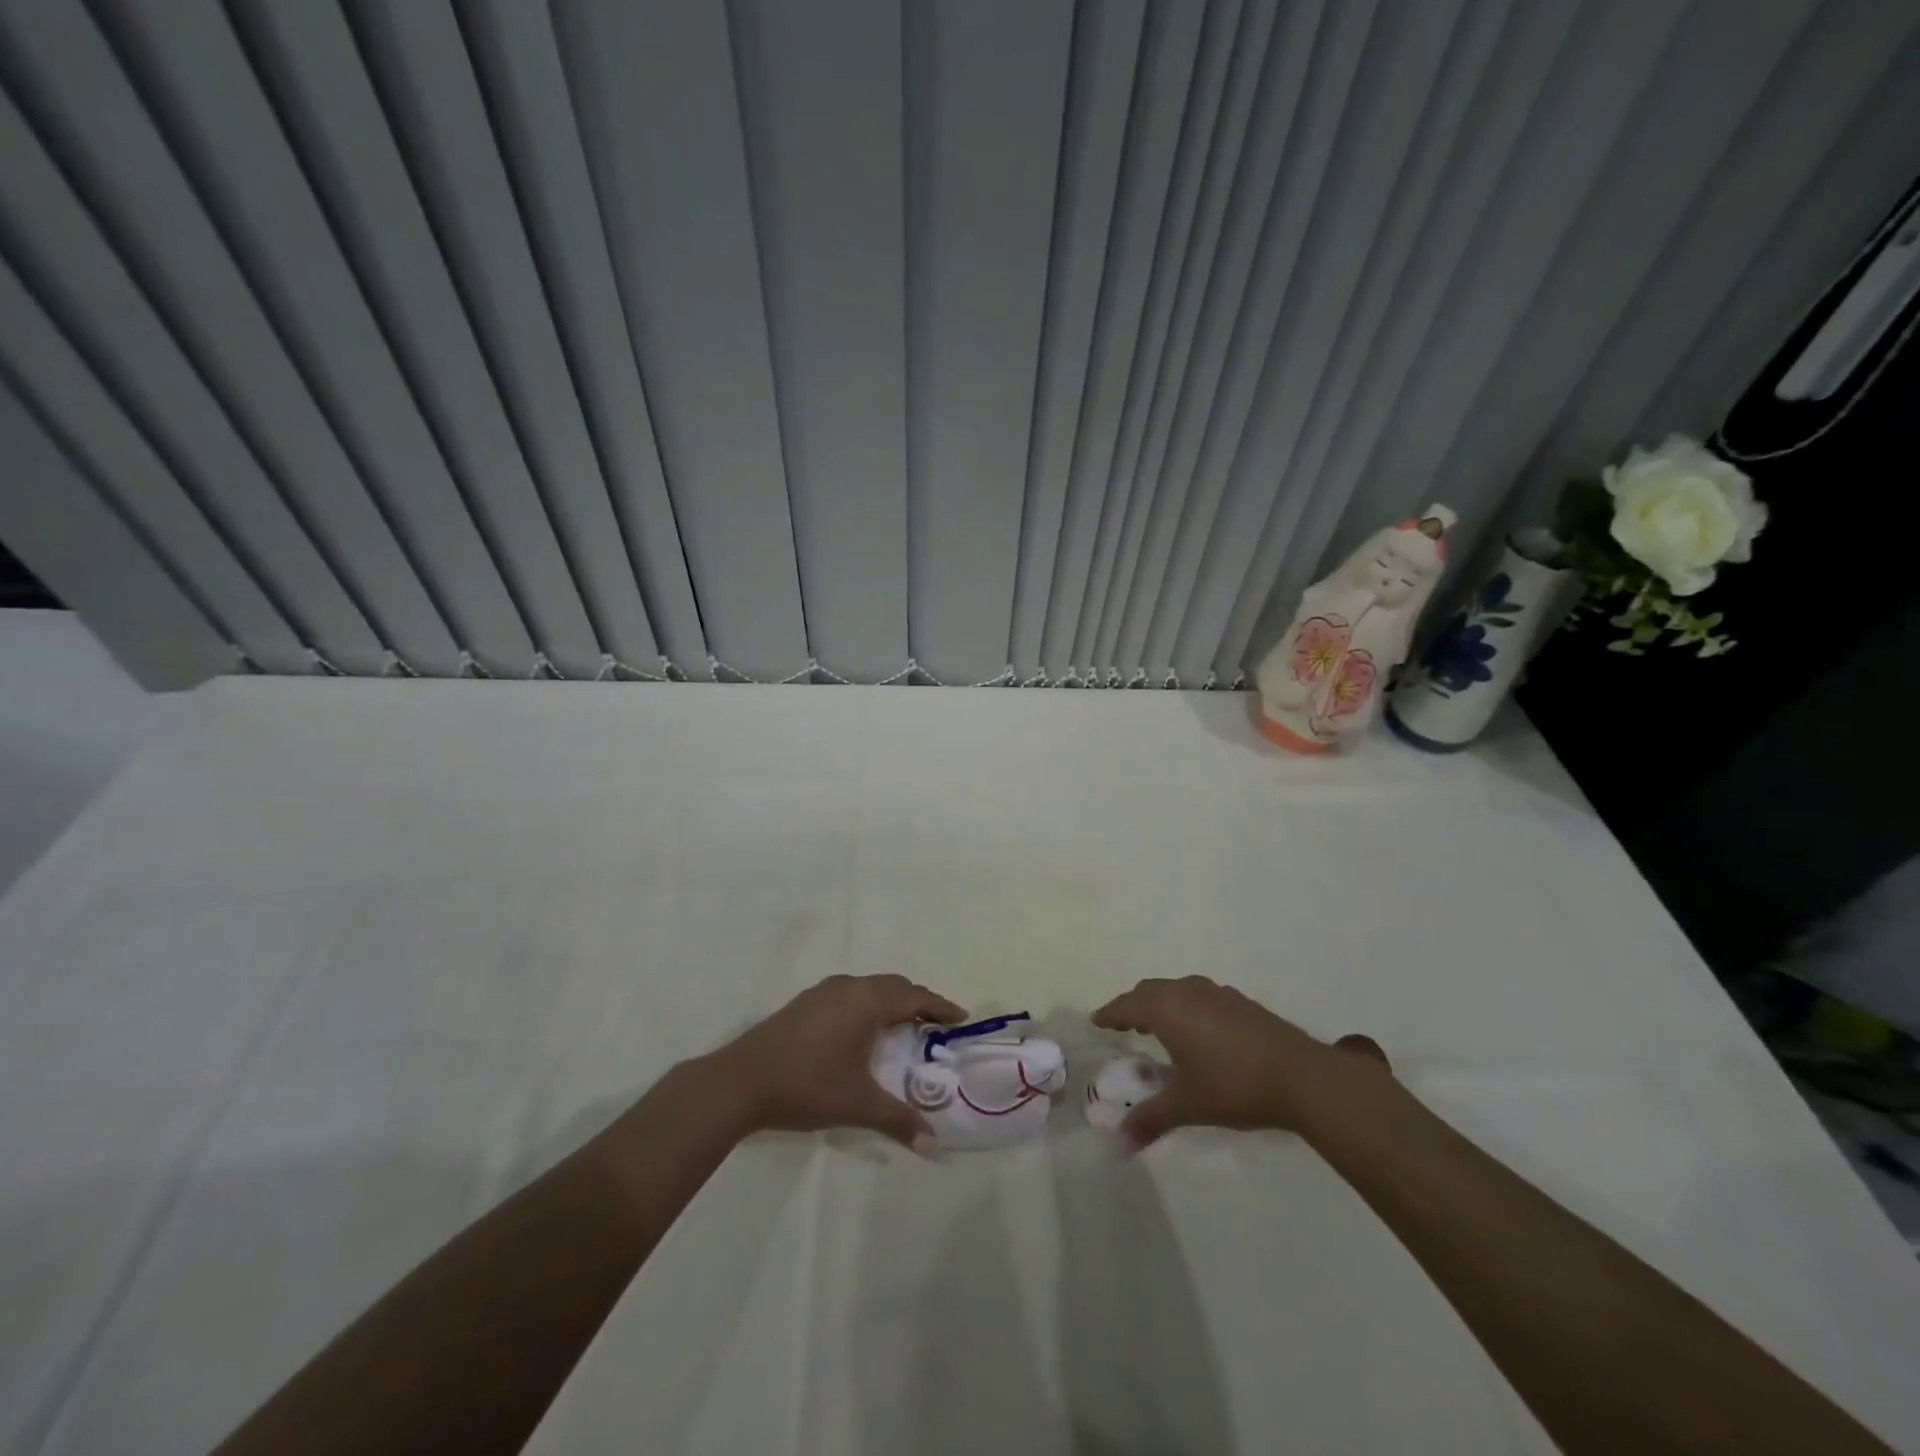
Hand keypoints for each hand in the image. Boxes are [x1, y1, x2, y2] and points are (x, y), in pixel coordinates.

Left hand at [708, 974, 967, 1147]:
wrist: (741, 1080)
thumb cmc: (807, 1085)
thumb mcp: (858, 1104)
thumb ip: (899, 1121)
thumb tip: (936, 1147)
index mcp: (868, 1001)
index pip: (915, 996)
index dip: (940, 1006)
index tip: (962, 1018)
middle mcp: (849, 987)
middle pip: (894, 986)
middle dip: (919, 1002)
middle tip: (937, 1024)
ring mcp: (823, 992)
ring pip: (870, 988)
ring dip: (891, 1002)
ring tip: (904, 1026)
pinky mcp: (804, 1003)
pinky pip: (850, 995)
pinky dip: (868, 1005)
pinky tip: (862, 1032)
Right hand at [1090, 975, 1389, 1149]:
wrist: (1301, 1076)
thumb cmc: (1232, 1085)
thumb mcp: (1187, 1105)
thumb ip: (1151, 1119)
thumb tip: (1119, 1145)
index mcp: (1166, 1008)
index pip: (1126, 1005)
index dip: (1110, 1014)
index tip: (1097, 1020)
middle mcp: (1186, 991)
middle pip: (1150, 991)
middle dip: (1134, 1006)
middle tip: (1124, 1024)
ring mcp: (1216, 993)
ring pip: (1177, 990)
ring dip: (1162, 1004)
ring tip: (1159, 1026)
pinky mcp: (1241, 1002)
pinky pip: (1200, 996)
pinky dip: (1187, 1007)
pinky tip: (1199, 1031)